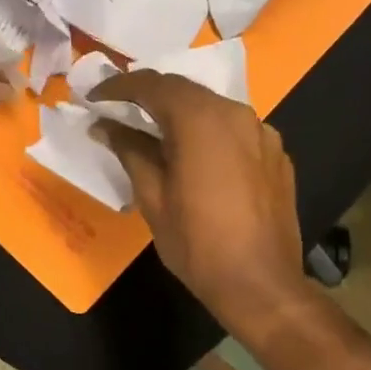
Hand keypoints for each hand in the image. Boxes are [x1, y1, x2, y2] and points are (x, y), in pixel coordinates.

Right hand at [93, 71, 309, 331]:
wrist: (260, 284)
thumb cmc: (197, 244)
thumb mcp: (152, 198)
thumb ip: (130, 151)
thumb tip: (105, 125)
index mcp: (202, 120)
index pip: (153, 85)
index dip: (119, 87)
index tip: (94, 97)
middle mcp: (237, 114)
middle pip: (186, 91)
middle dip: (149, 96)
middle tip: (118, 111)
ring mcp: (262, 133)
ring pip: (212, 109)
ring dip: (180, 114)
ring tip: (153, 134)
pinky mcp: (276, 155)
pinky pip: (234, 131)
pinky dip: (207, 134)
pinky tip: (194, 158)